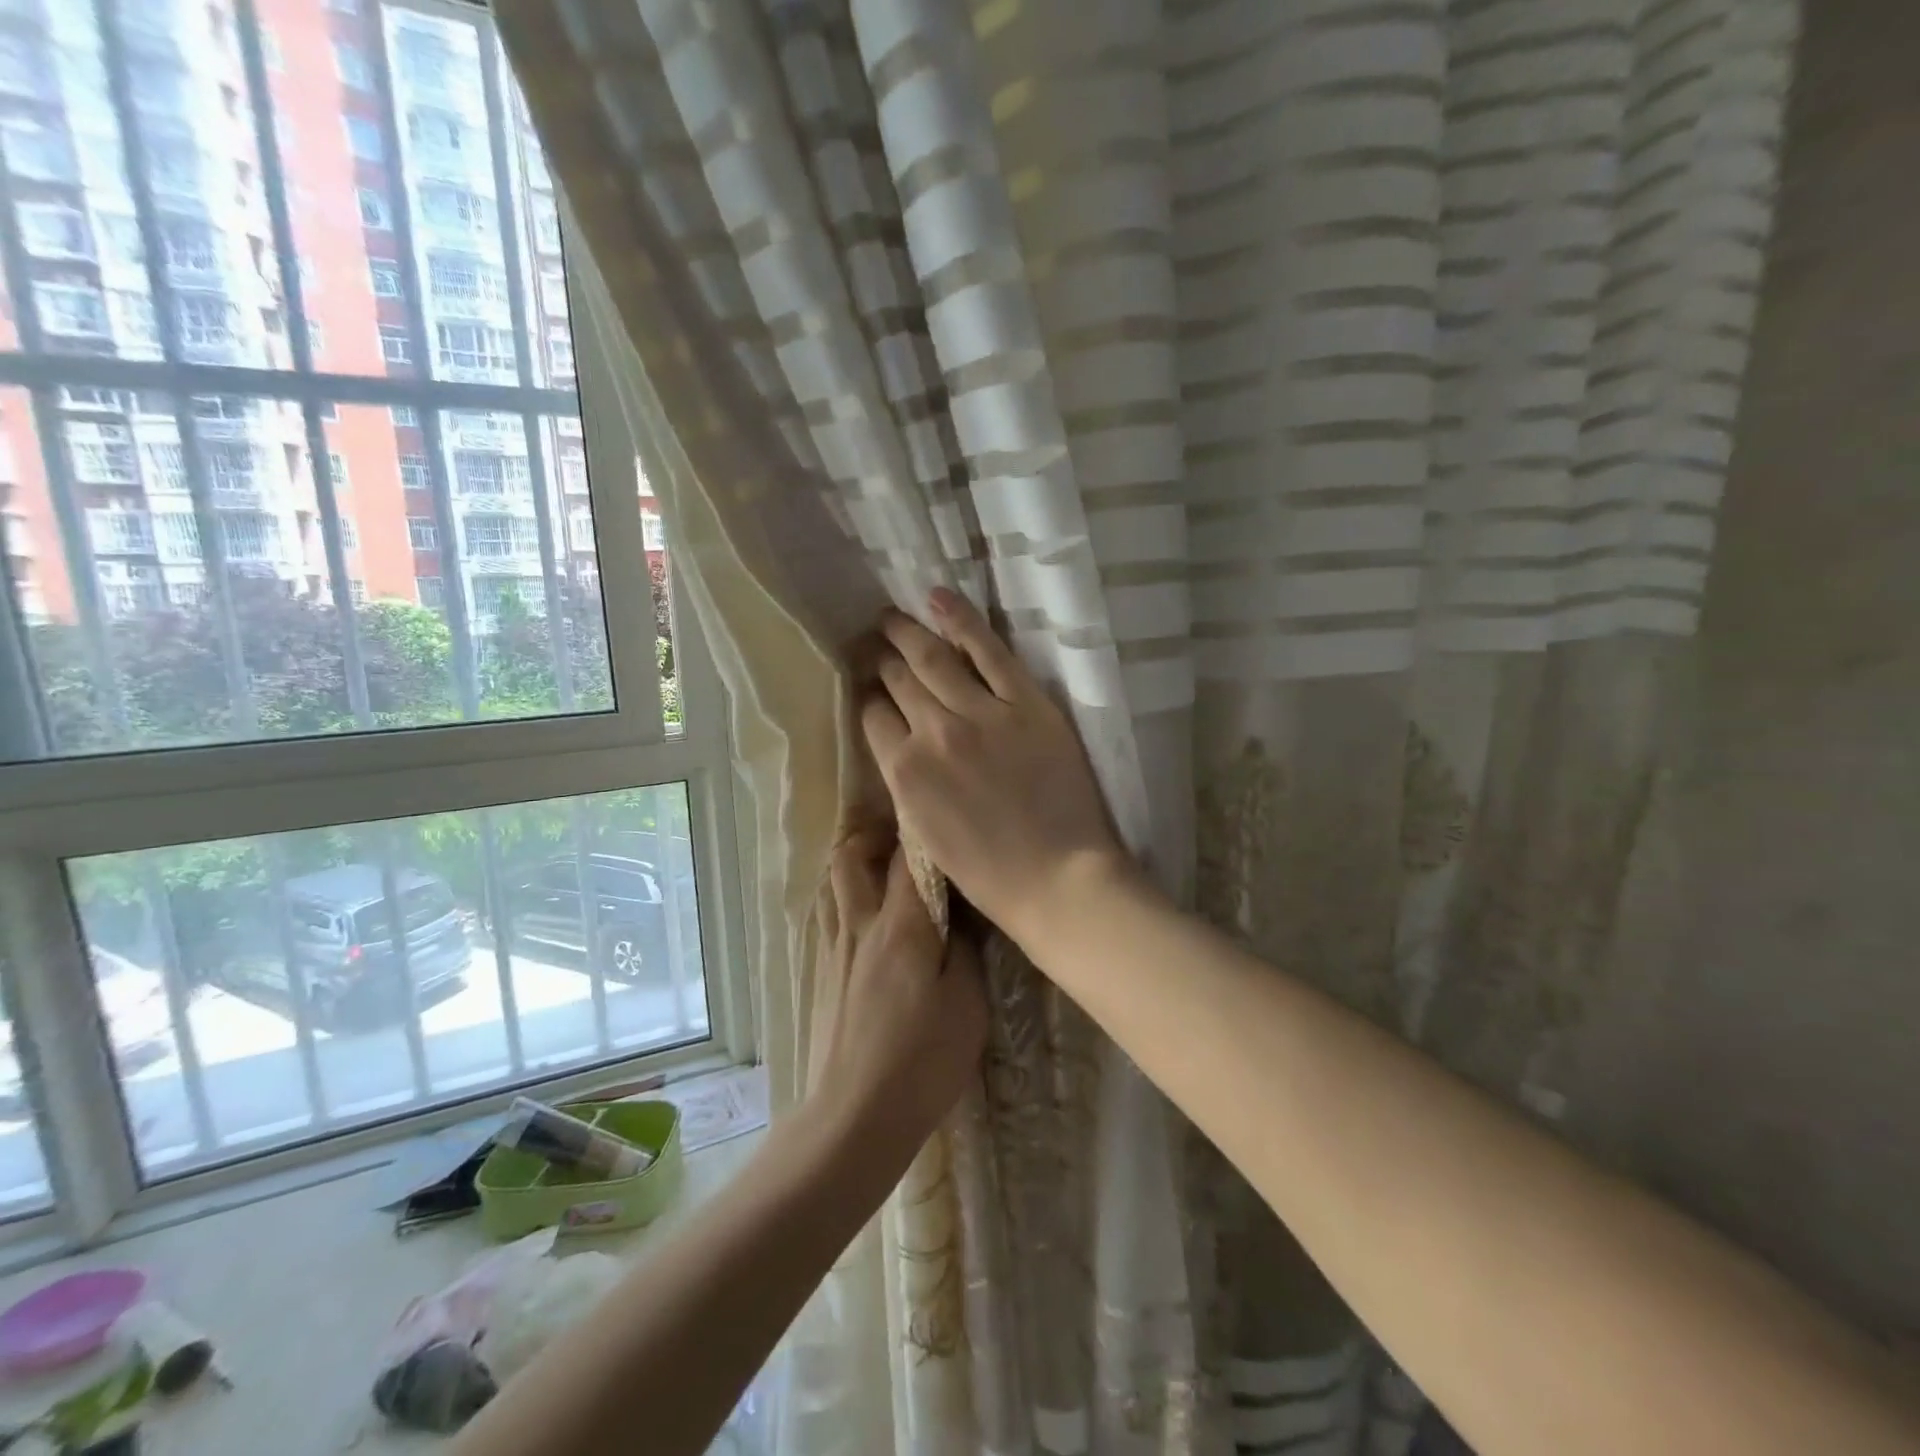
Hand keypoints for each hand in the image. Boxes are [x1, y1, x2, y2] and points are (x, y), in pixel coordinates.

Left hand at [807, 825, 987, 1161]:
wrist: (853, 1117)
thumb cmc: (922, 1061)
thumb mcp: (968, 1004)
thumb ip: (966, 948)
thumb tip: (960, 914)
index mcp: (901, 926)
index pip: (908, 856)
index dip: (923, 830)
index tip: (942, 819)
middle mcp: (860, 925)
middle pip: (850, 854)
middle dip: (875, 834)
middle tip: (907, 840)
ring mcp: (834, 948)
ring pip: (833, 882)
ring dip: (855, 864)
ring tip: (885, 871)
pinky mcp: (822, 971)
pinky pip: (829, 913)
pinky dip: (845, 897)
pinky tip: (868, 918)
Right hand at [859, 588, 1127, 946]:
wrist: (1058, 879)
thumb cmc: (988, 873)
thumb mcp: (924, 834)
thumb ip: (906, 782)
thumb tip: (897, 743)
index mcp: (904, 772)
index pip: (873, 716)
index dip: (868, 697)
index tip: (868, 686)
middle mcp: (933, 732)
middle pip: (897, 680)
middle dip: (881, 657)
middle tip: (873, 640)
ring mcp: (982, 712)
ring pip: (933, 658)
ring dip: (906, 631)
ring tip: (891, 616)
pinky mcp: (1026, 702)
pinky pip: (988, 650)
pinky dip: (961, 620)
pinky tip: (939, 598)